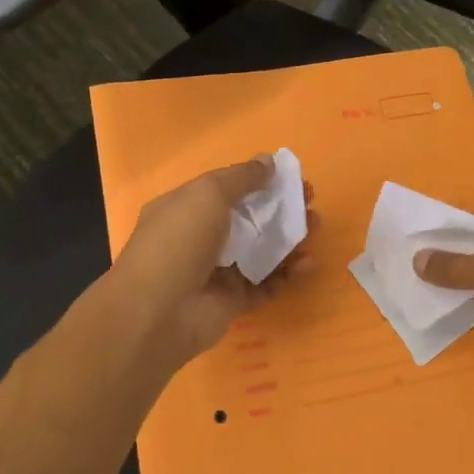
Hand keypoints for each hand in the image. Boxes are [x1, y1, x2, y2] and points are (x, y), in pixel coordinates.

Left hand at [111, 159, 312, 363]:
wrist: (158, 311)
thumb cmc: (179, 240)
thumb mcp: (208, 194)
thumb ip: (242, 177)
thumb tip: (268, 161)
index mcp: (186, 208)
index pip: (227, 190)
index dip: (259, 181)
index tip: (291, 177)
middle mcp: (200, 238)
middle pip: (249, 219)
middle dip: (281, 209)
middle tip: (310, 202)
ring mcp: (216, 271)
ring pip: (261, 252)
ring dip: (289, 239)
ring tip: (315, 228)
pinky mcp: (232, 301)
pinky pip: (266, 285)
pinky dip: (288, 275)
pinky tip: (308, 265)